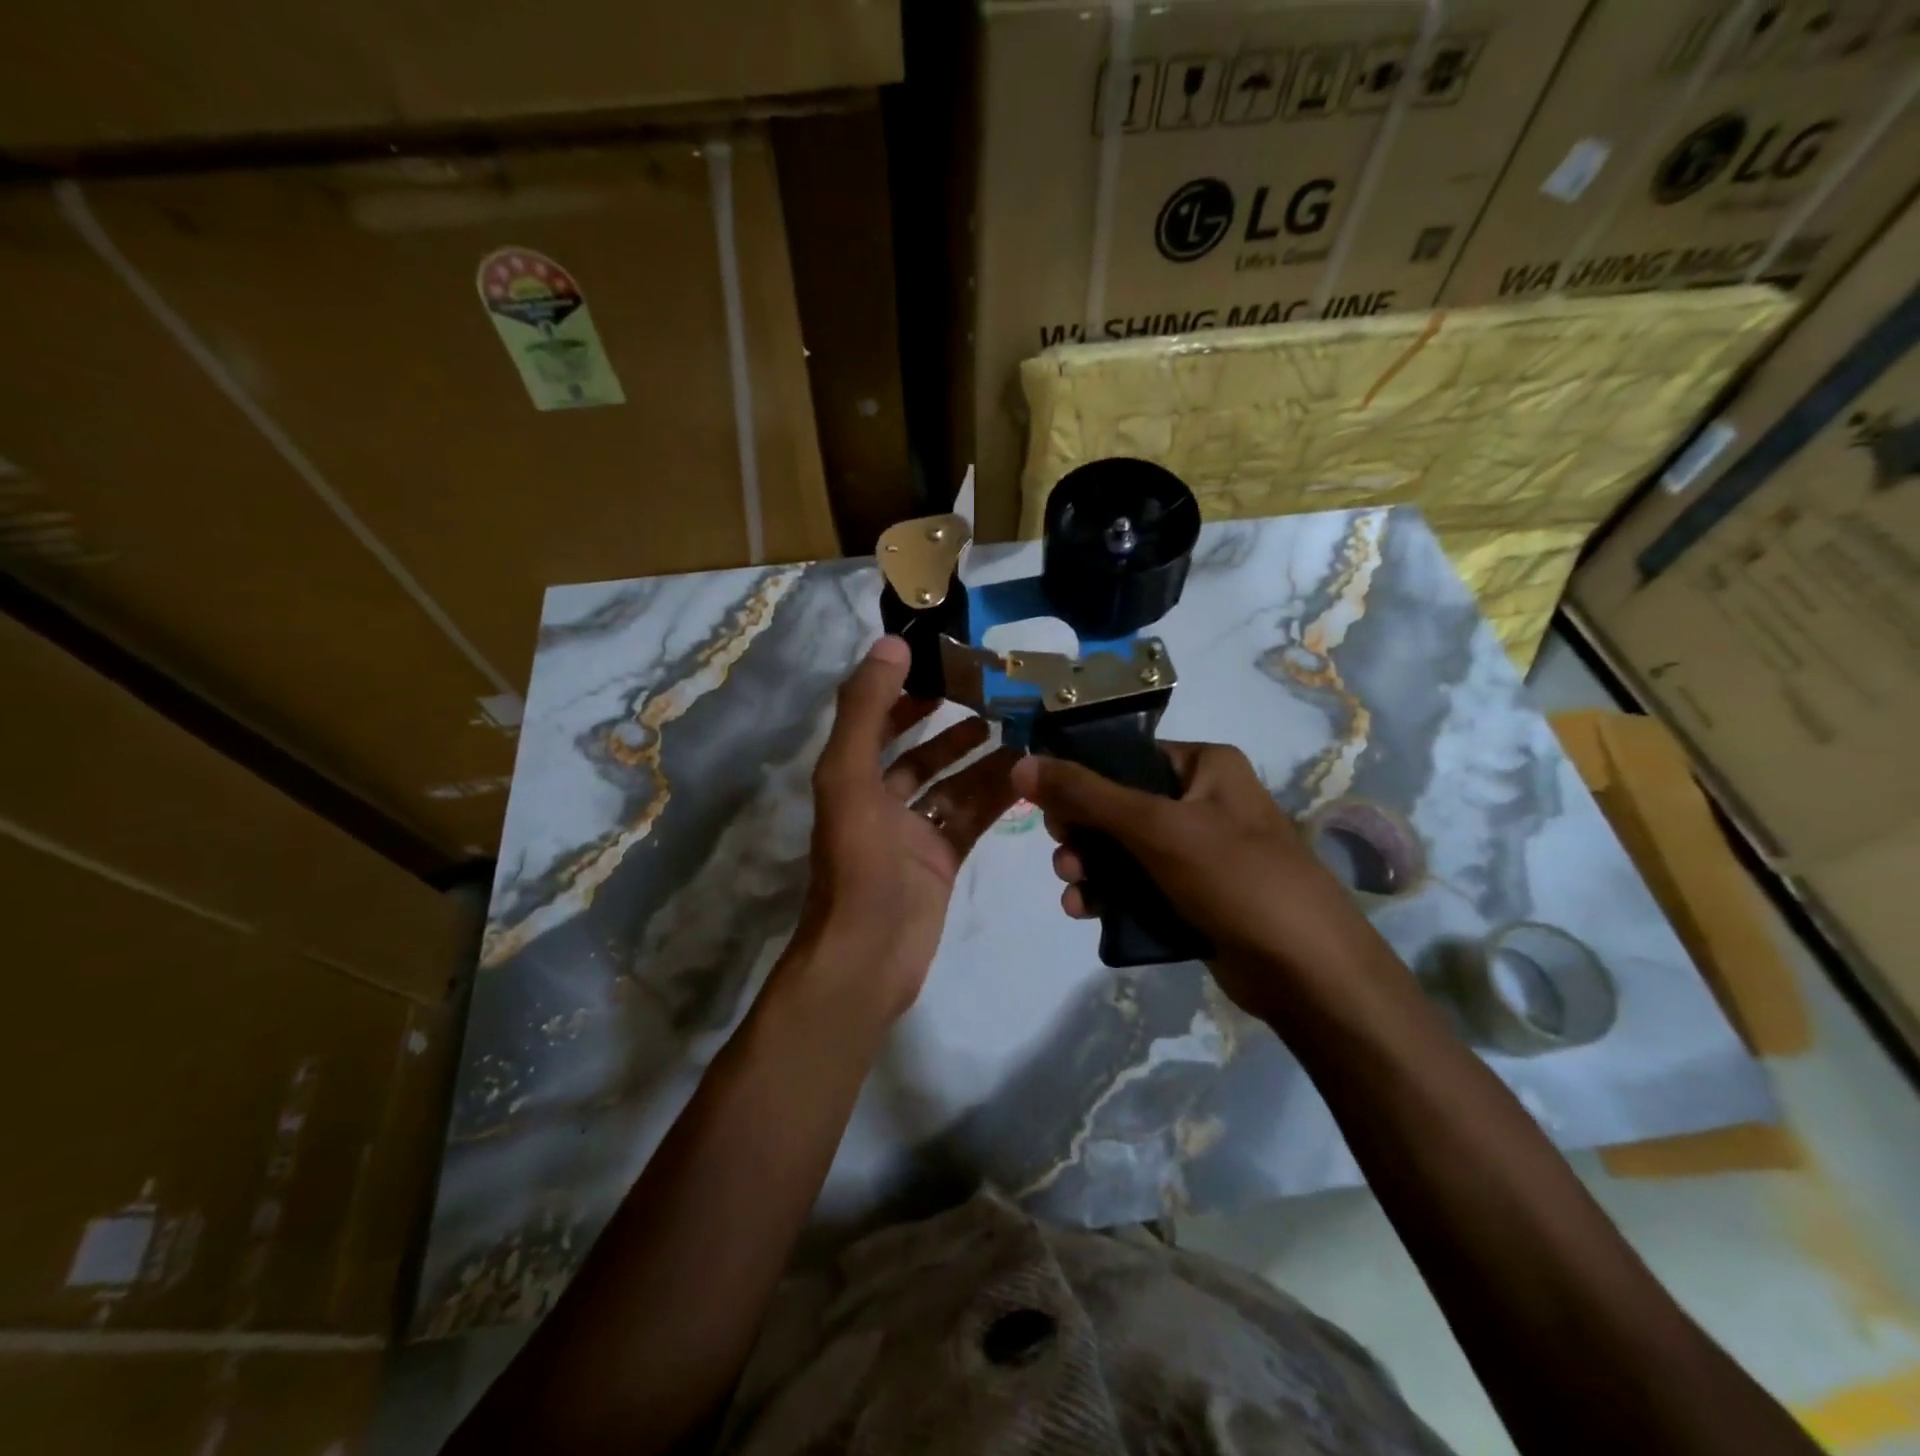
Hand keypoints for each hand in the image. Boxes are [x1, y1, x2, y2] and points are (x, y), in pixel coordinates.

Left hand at [791, 636, 1020, 1023]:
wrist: (869, 957)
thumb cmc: (858, 863)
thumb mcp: (850, 778)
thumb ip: (866, 711)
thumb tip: (892, 645)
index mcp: (850, 778)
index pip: (877, 721)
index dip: (903, 692)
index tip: (943, 665)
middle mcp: (880, 801)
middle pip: (919, 753)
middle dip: (951, 726)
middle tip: (995, 697)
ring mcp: (913, 834)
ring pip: (953, 785)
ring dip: (982, 759)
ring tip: (1021, 729)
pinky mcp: (942, 861)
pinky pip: (971, 818)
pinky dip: (995, 796)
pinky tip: (1027, 773)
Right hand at [1010, 742, 1374, 1016]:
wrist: (1308, 972)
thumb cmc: (1235, 878)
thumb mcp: (1155, 827)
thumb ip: (1085, 794)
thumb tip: (1020, 763)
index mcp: (1204, 766)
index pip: (1124, 757)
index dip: (1079, 778)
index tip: (1045, 806)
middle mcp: (1202, 801)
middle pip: (1117, 805)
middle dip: (1082, 834)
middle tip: (1065, 855)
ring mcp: (1198, 852)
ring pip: (1122, 850)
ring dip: (1090, 868)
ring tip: (1075, 891)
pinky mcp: (1193, 896)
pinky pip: (1137, 886)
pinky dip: (1110, 896)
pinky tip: (1086, 912)